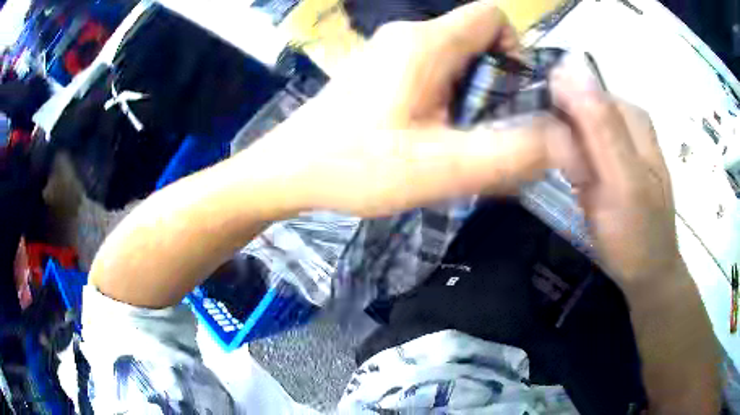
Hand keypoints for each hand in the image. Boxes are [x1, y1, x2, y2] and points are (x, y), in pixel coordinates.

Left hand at [249, 0, 571, 216]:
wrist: (291, 171)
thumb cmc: (357, 167)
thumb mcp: (443, 168)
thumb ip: (508, 153)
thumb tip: (557, 138)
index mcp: (427, 43)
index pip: (491, 16)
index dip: (514, 49)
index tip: (512, 94)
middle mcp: (408, 35)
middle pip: (475, 40)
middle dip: (494, 82)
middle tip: (484, 131)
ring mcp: (389, 51)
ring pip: (453, 58)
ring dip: (469, 95)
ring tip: (455, 139)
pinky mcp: (378, 70)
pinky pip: (429, 71)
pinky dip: (444, 98)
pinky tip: (429, 135)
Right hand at [549, 54, 683, 290]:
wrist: (647, 273)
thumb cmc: (638, 234)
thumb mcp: (624, 181)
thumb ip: (602, 126)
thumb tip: (567, 68)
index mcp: (630, 114)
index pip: (578, 87)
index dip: (555, 109)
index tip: (548, 144)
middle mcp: (623, 119)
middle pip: (575, 105)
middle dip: (559, 132)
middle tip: (568, 174)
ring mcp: (615, 141)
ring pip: (573, 127)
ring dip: (561, 149)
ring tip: (572, 182)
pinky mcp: (607, 161)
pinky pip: (577, 148)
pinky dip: (568, 162)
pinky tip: (573, 182)